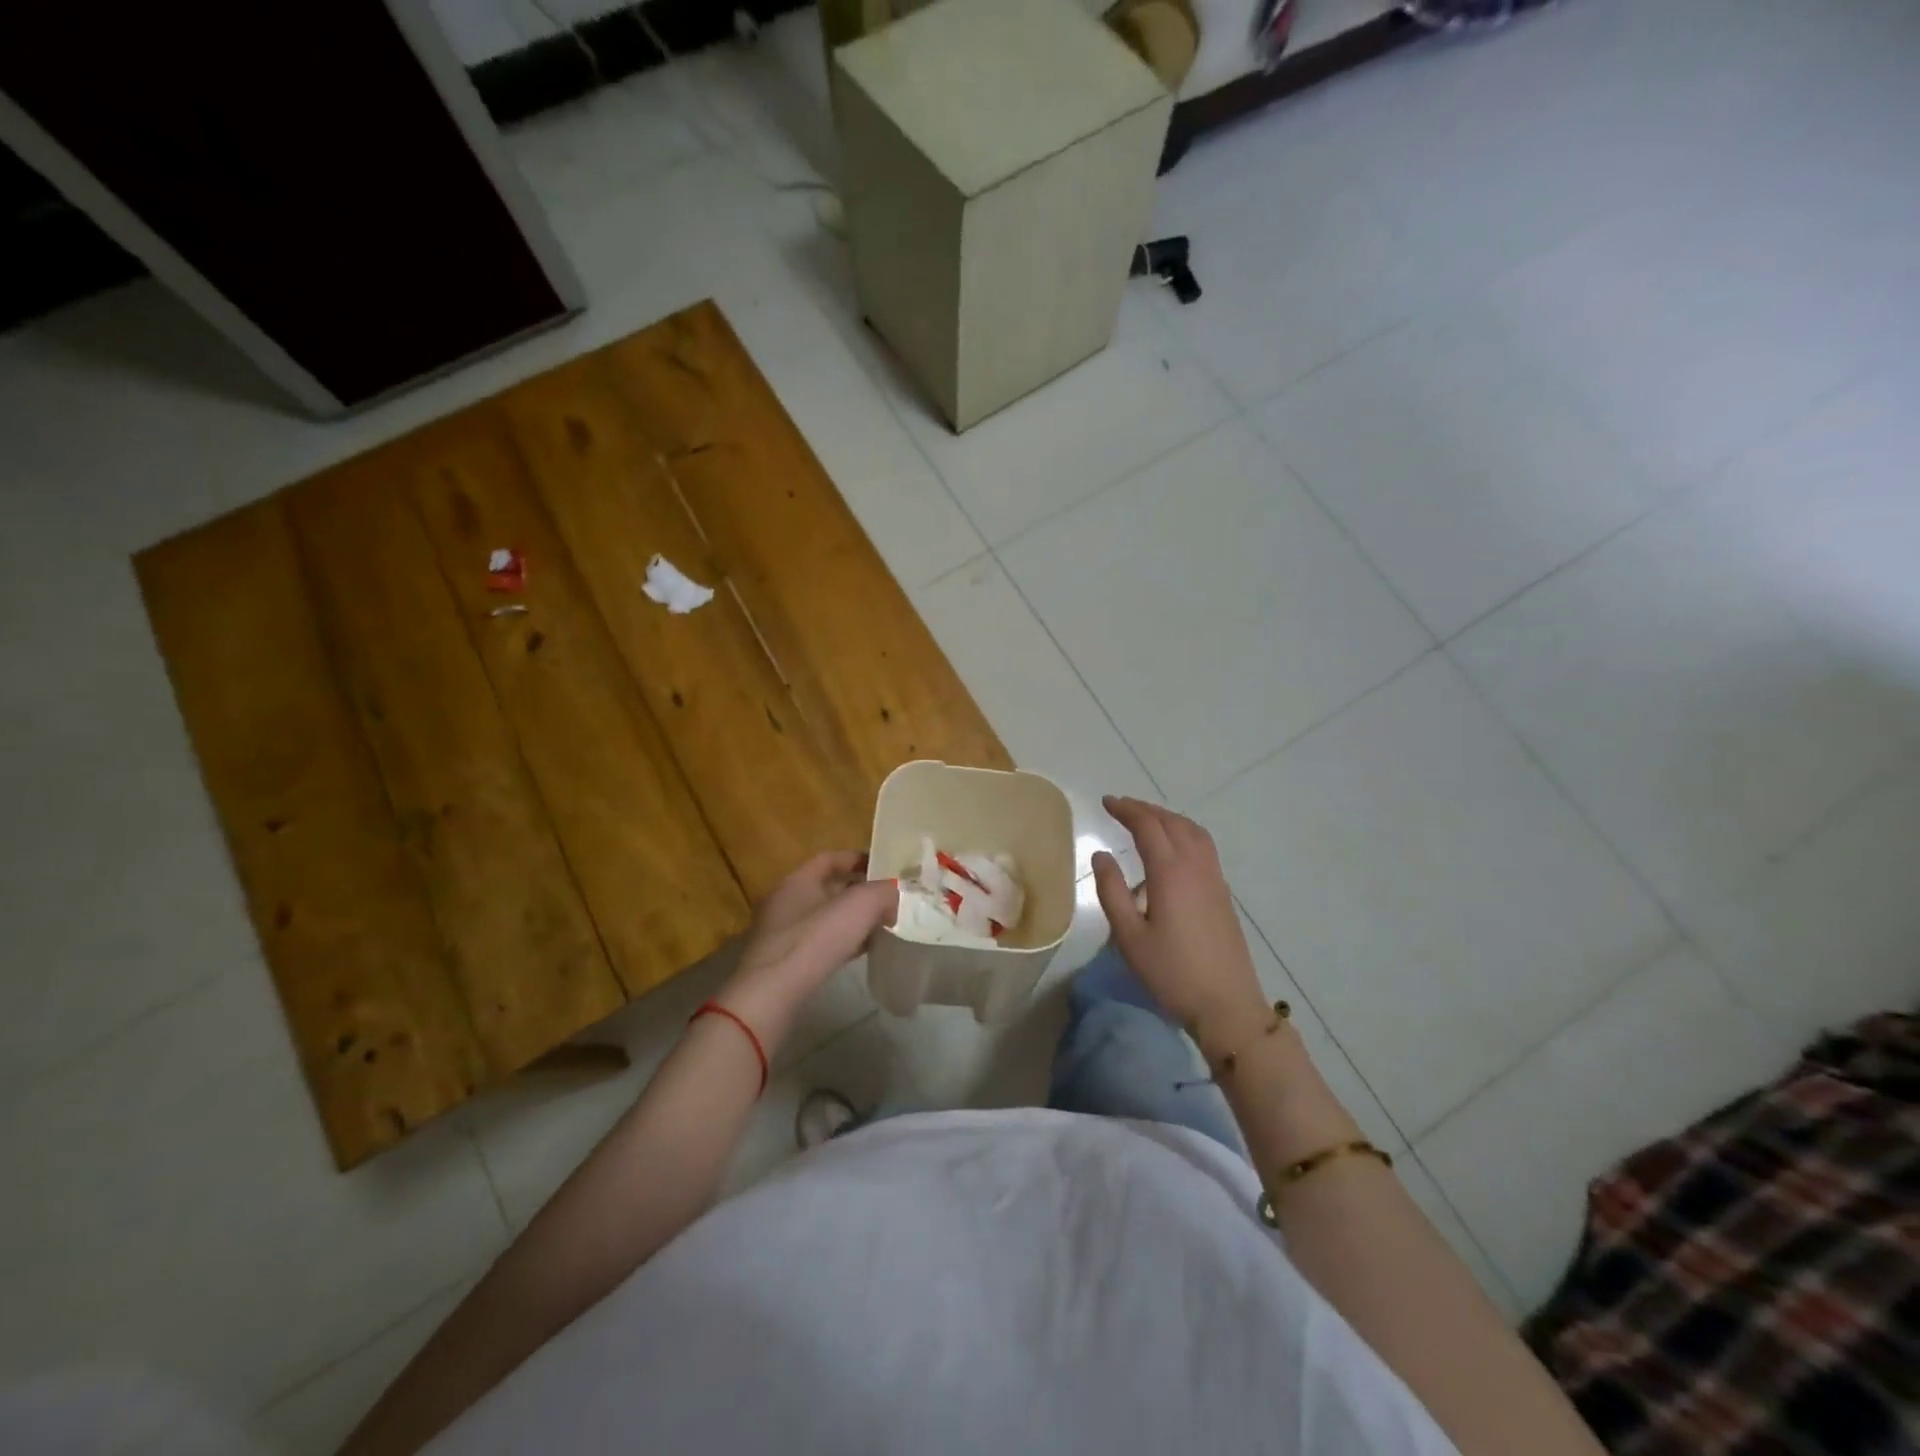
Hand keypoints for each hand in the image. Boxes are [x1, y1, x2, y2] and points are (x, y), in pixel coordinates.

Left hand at [717, 851, 897, 1046]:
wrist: (771, 996)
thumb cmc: (814, 940)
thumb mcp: (860, 906)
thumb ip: (883, 892)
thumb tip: (893, 896)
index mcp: (797, 880)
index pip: (829, 858)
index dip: (857, 859)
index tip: (884, 868)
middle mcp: (785, 902)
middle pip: (828, 888)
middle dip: (859, 893)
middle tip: (888, 900)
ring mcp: (781, 934)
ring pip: (824, 918)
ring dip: (852, 921)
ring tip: (881, 927)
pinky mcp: (784, 963)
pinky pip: (819, 944)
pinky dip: (842, 943)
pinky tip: (861, 953)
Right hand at [1091, 796, 1269, 1057]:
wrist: (1227, 1005)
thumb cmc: (1171, 973)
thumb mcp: (1129, 936)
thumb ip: (1112, 891)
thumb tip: (1100, 856)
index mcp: (1170, 873)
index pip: (1147, 826)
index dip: (1126, 809)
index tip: (1106, 802)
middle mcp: (1195, 867)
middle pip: (1172, 822)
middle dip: (1145, 809)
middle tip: (1121, 806)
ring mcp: (1214, 878)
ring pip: (1193, 831)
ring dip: (1168, 818)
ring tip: (1146, 820)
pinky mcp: (1223, 893)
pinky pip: (1203, 846)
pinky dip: (1184, 833)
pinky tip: (1172, 849)